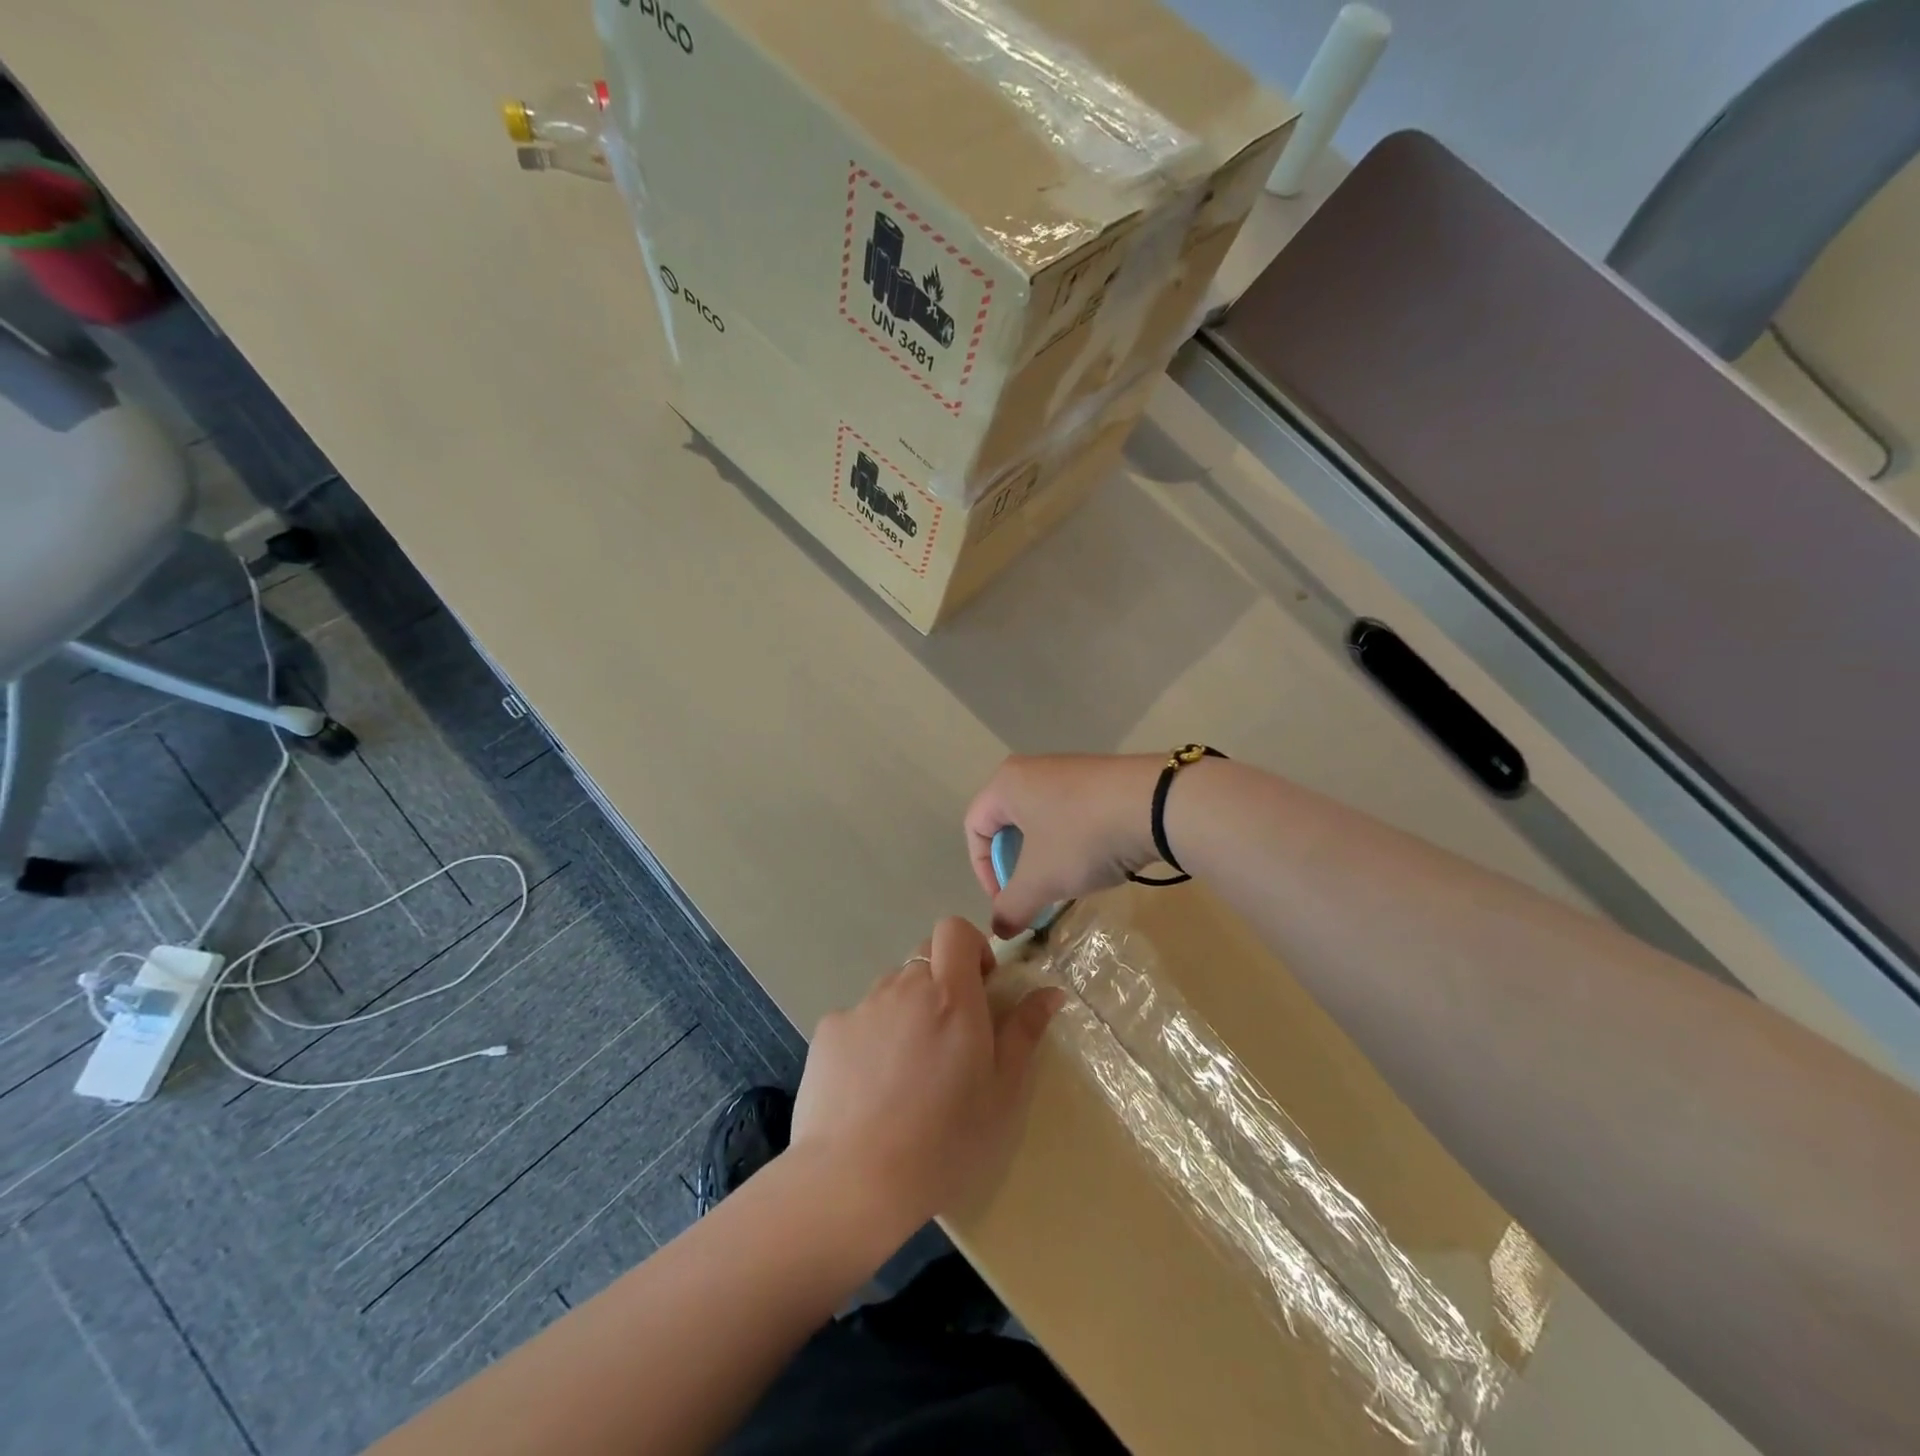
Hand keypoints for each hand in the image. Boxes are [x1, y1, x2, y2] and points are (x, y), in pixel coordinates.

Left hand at [790, 917, 1063, 1251]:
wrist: (852, 1181)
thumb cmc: (944, 1142)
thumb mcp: (1002, 1094)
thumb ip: (1024, 1033)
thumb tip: (1049, 992)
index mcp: (951, 995)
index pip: (955, 929)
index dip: (970, 947)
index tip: (981, 987)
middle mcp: (903, 986)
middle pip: (924, 958)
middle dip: (942, 983)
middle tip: (950, 1039)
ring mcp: (861, 1007)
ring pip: (892, 989)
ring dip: (907, 1011)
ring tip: (908, 1072)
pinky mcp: (828, 1031)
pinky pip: (859, 1019)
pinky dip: (871, 1038)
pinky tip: (870, 1088)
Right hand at [964, 754, 1163, 936]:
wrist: (1156, 805)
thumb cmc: (1081, 837)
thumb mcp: (1040, 880)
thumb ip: (1011, 907)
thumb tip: (999, 929)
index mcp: (1006, 783)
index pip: (974, 828)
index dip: (983, 870)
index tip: (1007, 900)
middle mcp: (1033, 768)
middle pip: (1008, 823)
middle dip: (1017, 865)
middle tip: (1035, 892)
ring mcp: (1070, 769)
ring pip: (1042, 820)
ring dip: (1046, 856)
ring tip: (1067, 881)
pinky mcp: (1101, 777)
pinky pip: (1072, 813)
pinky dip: (1073, 841)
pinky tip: (1095, 859)